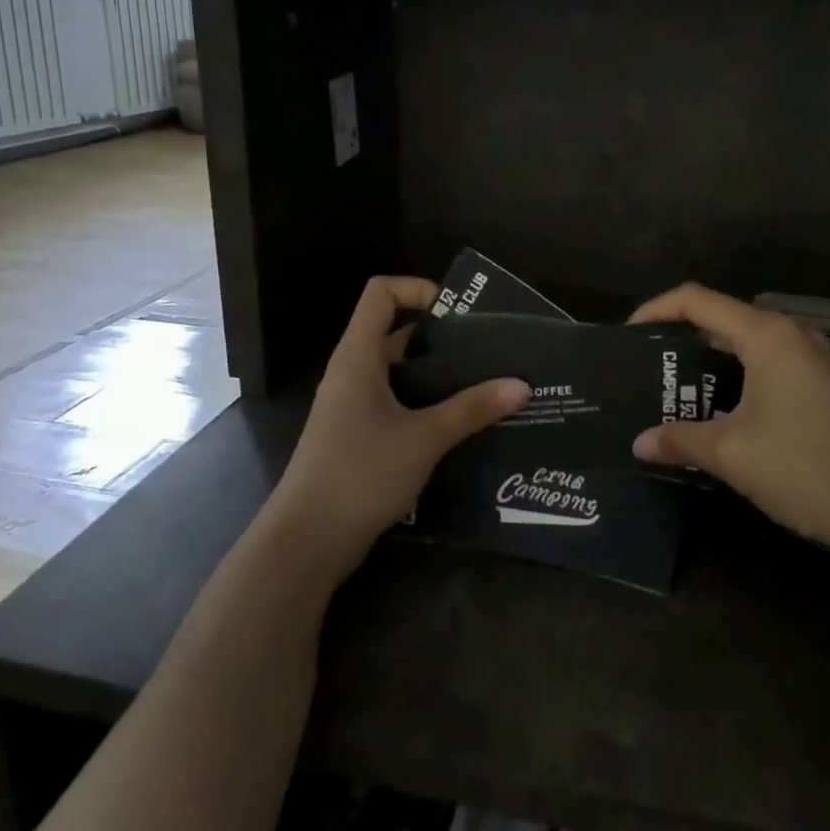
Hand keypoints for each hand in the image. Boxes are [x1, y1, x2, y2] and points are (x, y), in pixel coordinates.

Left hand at [269, 276, 530, 572]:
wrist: (307, 541)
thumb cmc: (360, 474)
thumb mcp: (423, 438)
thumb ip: (472, 409)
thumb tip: (522, 385)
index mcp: (358, 356)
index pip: (381, 293)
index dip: (417, 289)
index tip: (458, 314)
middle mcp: (352, 372)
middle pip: (396, 332)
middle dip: (442, 337)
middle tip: (489, 351)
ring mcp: (352, 405)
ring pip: (399, 372)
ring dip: (438, 375)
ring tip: (486, 385)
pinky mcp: (358, 435)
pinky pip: (396, 403)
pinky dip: (427, 404)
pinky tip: (461, 424)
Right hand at [629, 283, 829, 560]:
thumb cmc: (804, 469)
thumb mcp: (730, 454)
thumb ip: (678, 440)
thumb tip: (638, 443)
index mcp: (767, 335)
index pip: (697, 300)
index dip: (656, 309)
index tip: (627, 336)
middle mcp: (790, 334)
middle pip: (722, 315)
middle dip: (679, 335)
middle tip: (645, 365)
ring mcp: (812, 358)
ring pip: (745, 340)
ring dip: (707, 357)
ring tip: (672, 386)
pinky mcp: (822, 383)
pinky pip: (766, 361)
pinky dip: (734, 372)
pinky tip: (717, 407)